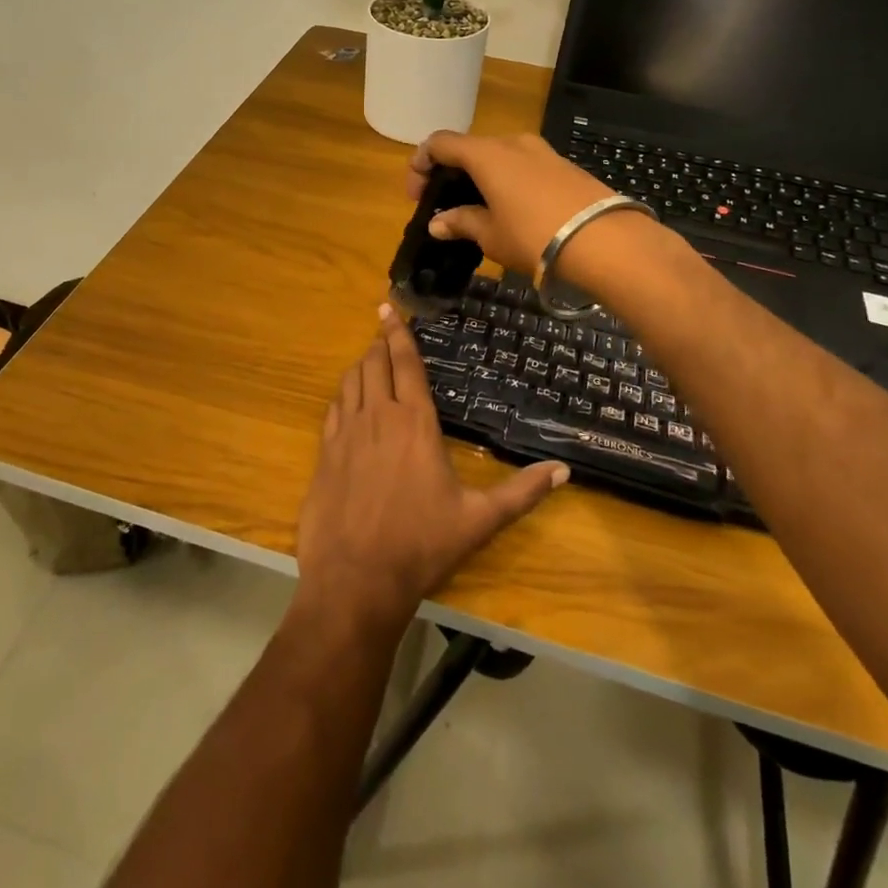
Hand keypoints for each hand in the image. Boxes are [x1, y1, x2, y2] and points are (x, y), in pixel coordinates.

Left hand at [295, 305, 567, 630]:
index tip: (390, 308)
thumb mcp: (479, 520)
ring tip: (369, 359)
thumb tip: (564, 471)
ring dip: (361, 365)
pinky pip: (333, 409)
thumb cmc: (421, 545)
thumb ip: (521, 492)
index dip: (399, 333)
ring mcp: (346, 433)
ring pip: (351, 381)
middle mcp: (378, 417)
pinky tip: (347, 399)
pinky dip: (342, 394)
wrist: (356, 579)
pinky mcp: (324, 453)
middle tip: (384, 329)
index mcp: (415, 423)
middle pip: (375, 364)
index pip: (406, 363)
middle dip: (380, 342)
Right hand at [408, 130, 657, 286]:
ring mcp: (542, 151)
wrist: (607, 241)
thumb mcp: (491, 235)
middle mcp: (512, 142)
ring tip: (478, 210)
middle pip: (470, 148)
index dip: (420, 164)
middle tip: (444, 205)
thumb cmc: (535, 236)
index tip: (416, 194)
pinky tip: (511, 210)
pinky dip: (506, 181)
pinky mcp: (564, 166)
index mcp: (486, 154)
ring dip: (480, 177)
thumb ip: (461, 222)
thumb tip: (437, 223)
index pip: (440, 143)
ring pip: (498, 156)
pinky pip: (523, 166)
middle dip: (451, 173)